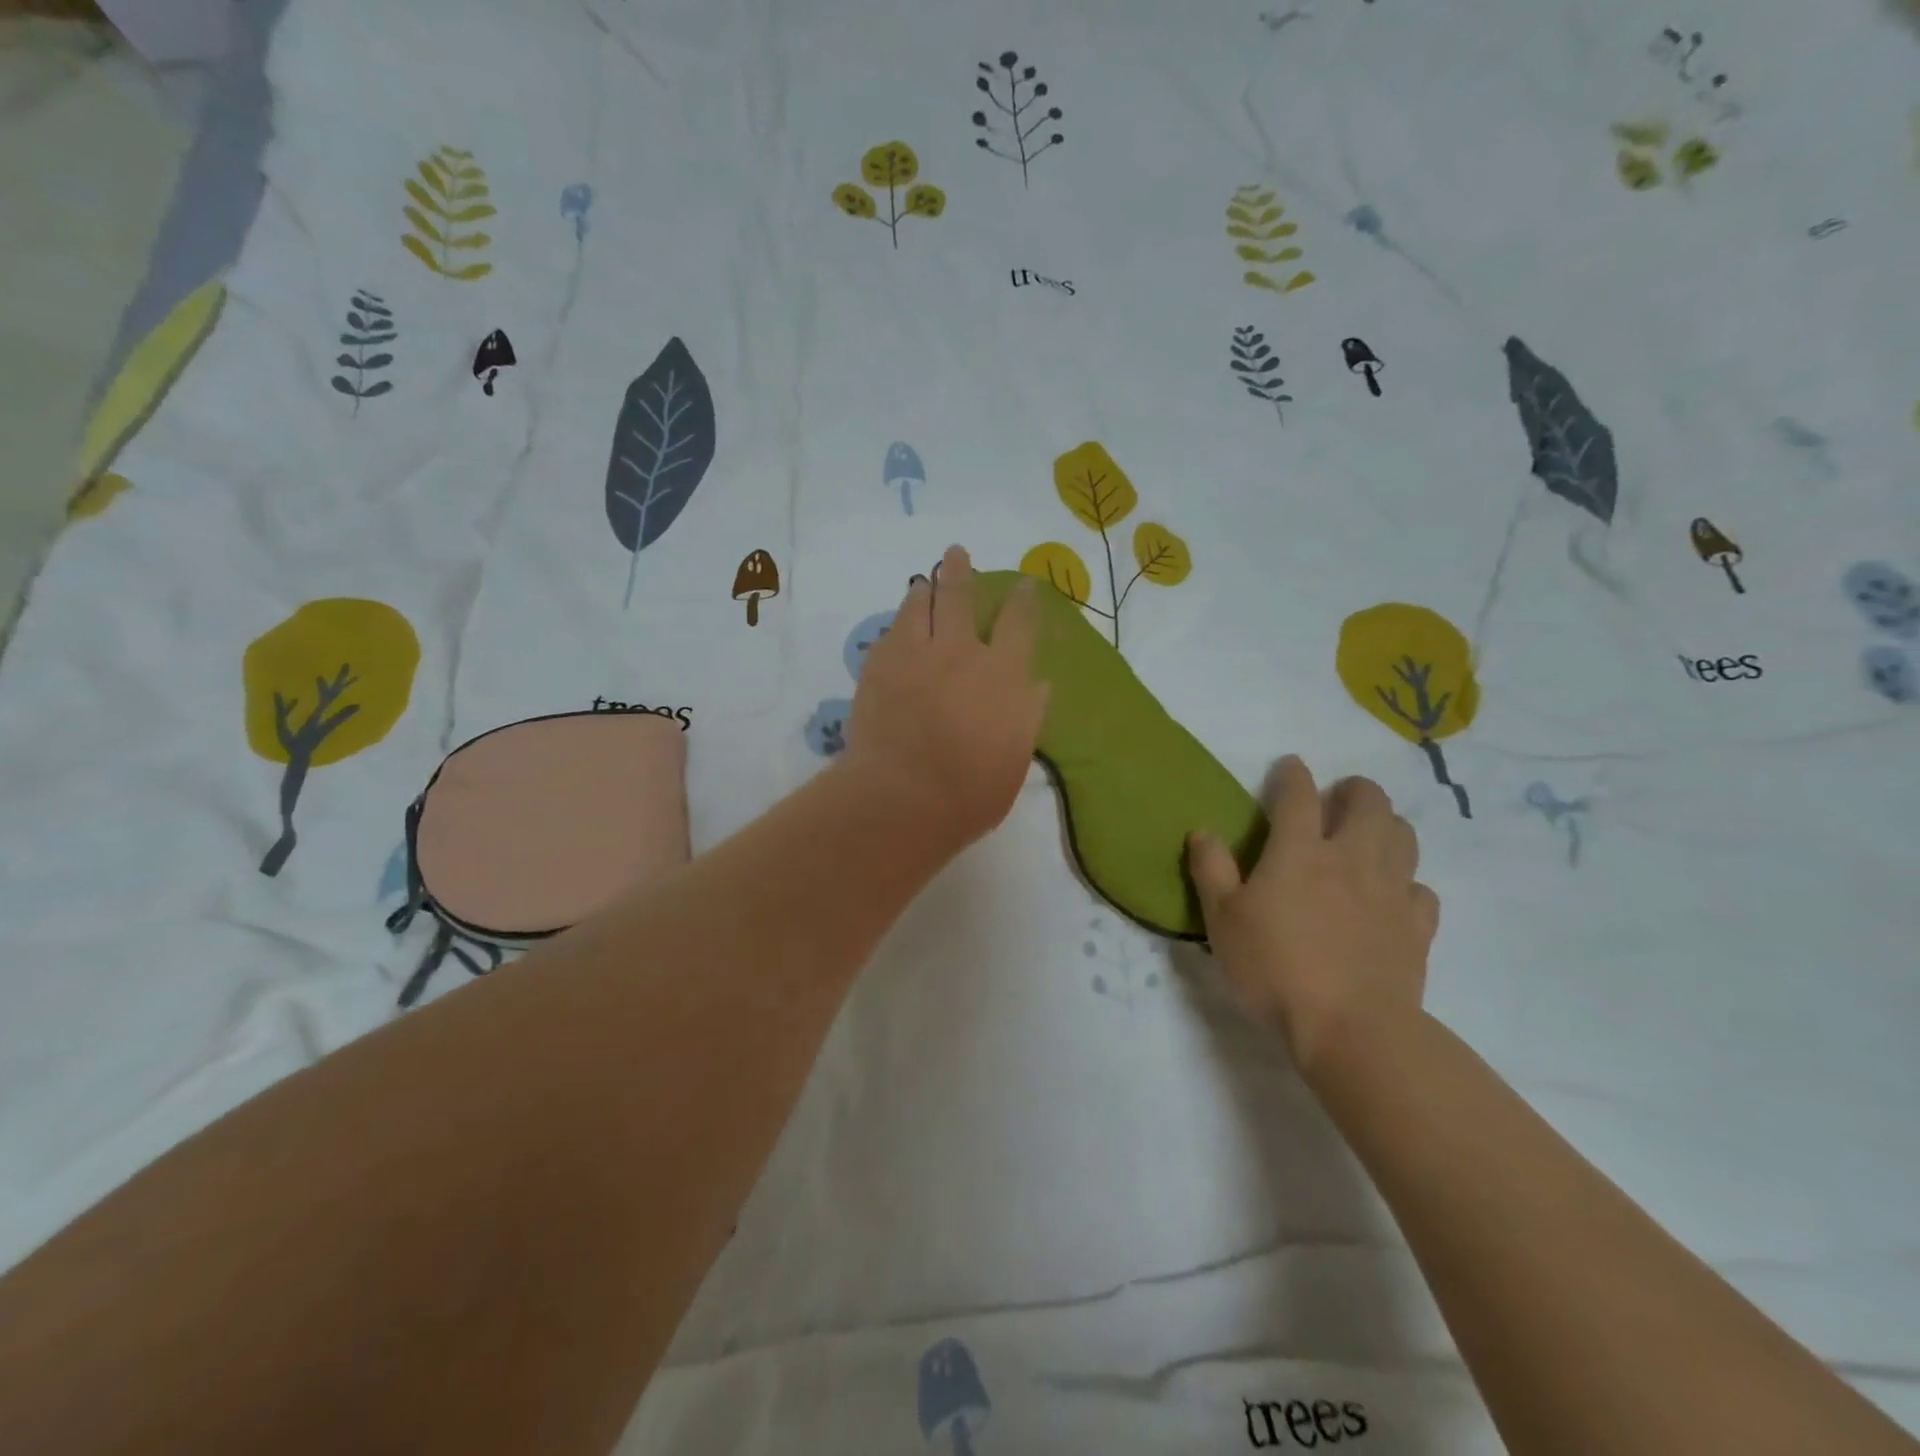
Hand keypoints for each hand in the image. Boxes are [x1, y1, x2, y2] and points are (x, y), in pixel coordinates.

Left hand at [843, 545, 1049, 852]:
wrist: (901, 798)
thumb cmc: (970, 791)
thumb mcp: (1015, 760)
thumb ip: (1027, 716)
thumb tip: (1036, 684)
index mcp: (1002, 674)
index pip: (1019, 623)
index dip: (1023, 601)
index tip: (1024, 586)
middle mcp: (959, 652)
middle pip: (959, 596)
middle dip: (960, 571)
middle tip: (956, 553)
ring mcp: (913, 655)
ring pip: (917, 605)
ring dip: (923, 590)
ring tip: (923, 583)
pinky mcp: (877, 667)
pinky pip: (889, 634)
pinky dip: (897, 627)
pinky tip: (896, 631)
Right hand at [1187, 757, 1438, 1078]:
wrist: (1351, 1029)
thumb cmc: (1274, 968)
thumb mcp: (1222, 919)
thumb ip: (1211, 869)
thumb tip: (1203, 830)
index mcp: (1299, 851)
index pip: (1298, 794)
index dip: (1293, 774)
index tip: (1289, 766)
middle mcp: (1351, 858)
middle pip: (1368, 802)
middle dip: (1354, 789)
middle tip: (1339, 797)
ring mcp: (1391, 890)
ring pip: (1403, 836)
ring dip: (1386, 824)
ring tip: (1369, 834)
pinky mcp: (1417, 926)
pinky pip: (1421, 889)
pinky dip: (1406, 881)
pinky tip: (1392, 894)